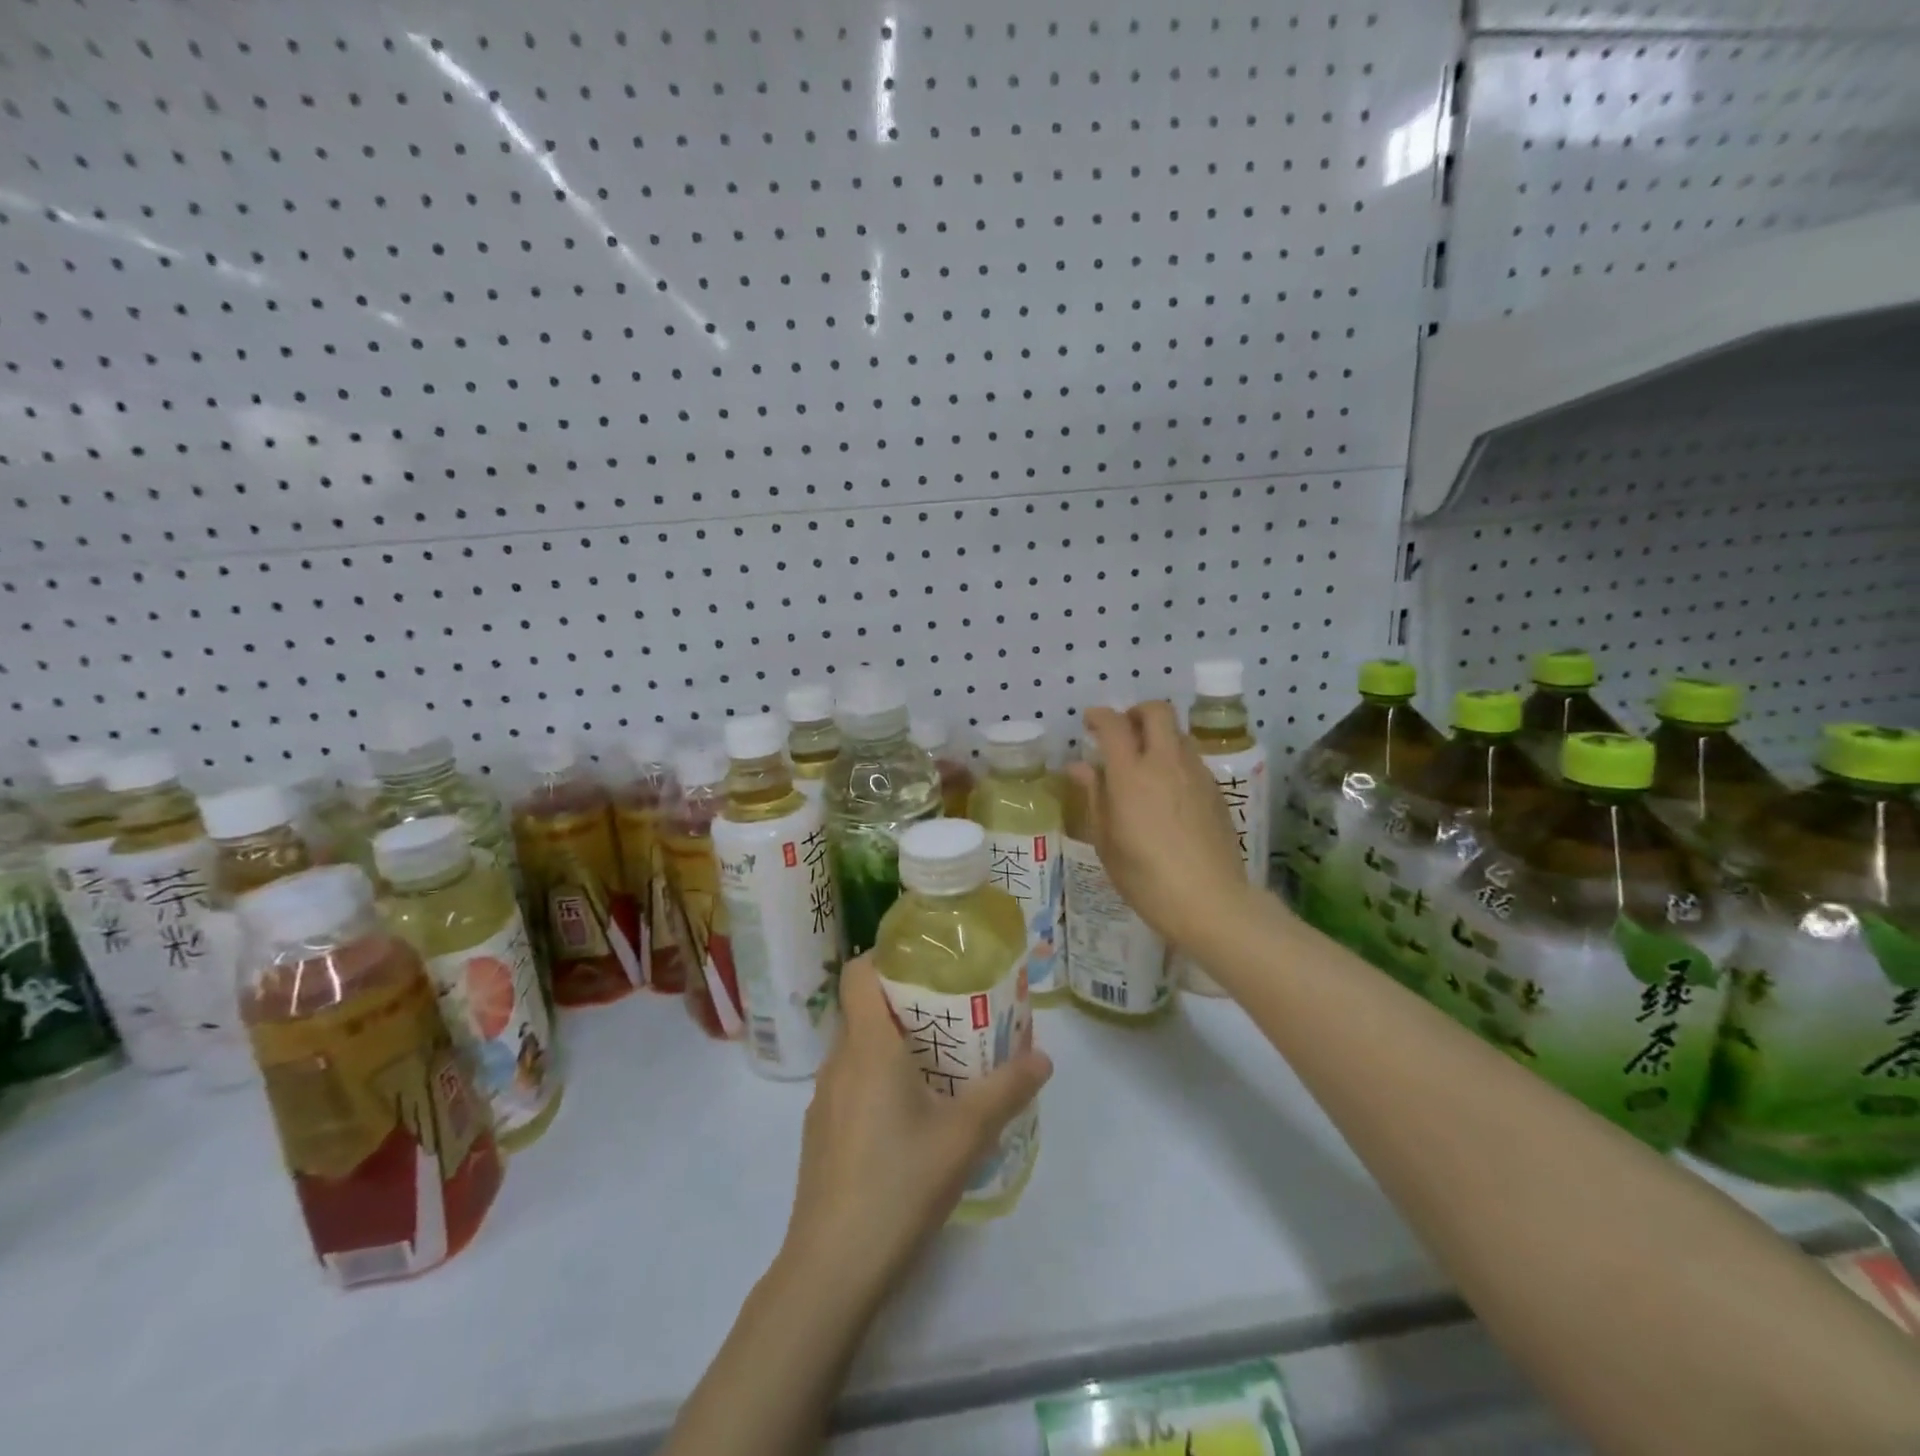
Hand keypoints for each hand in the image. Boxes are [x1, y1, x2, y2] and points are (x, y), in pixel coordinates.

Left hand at [781, 955, 1052, 1301]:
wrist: (832, 1269)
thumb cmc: (900, 1183)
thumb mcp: (965, 1135)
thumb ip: (1006, 1090)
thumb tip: (1043, 1057)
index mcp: (867, 1046)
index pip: (857, 974)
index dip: (884, 956)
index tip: (924, 960)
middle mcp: (838, 1062)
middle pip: (863, 1009)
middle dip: (904, 1003)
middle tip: (951, 1011)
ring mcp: (823, 1100)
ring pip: (857, 1050)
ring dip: (892, 1045)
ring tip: (939, 1061)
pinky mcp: (820, 1134)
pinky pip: (851, 1084)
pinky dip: (877, 1079)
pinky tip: (910, 1117)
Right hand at [1070, 701, 1254, 950]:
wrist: (1210, 900)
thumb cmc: (1146, 877)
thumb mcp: (1106, 841)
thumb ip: (1094, 796)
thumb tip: (1079, 766)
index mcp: (1131, 775)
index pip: (1114, 725)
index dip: (1099, 716)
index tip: (1089, 722)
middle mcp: (1165, 763)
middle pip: (1157, 712)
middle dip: (1136, 712)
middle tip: (1123, 731)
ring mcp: (1196, 774)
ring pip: (1178, 734)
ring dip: (1159, 736)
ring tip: (1145, 762)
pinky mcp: (1216, 790)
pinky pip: (1192, 759)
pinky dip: (1175, 759)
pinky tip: (1167, 790)